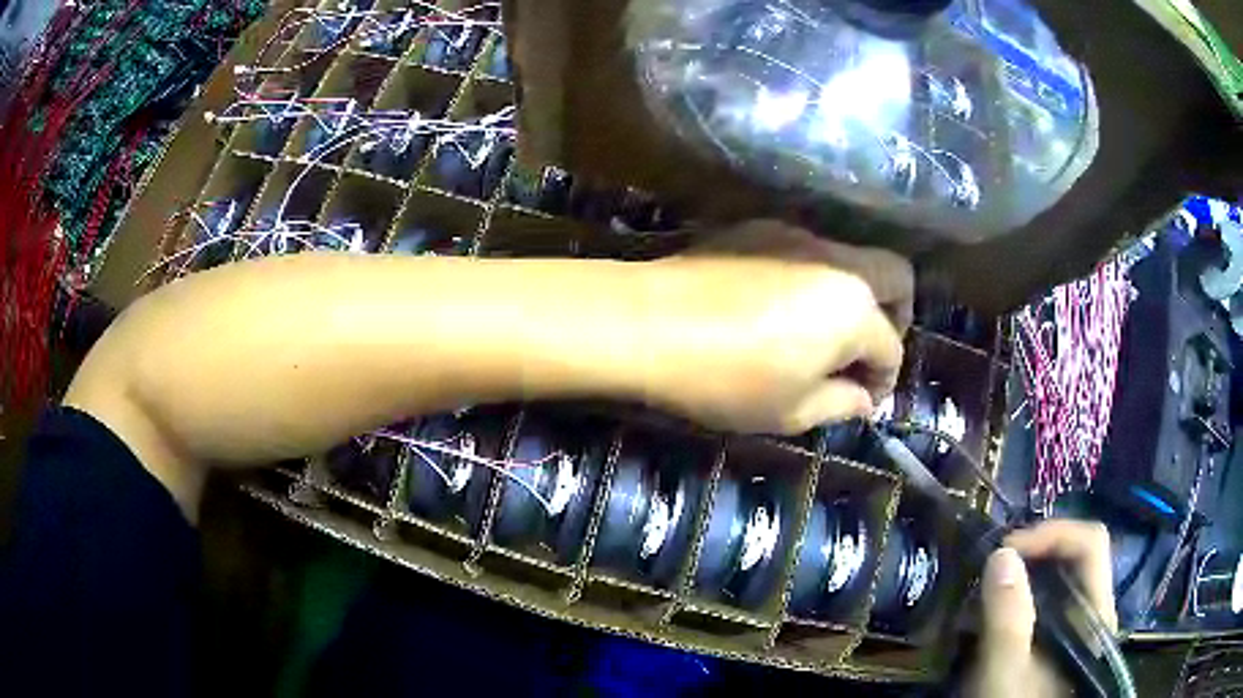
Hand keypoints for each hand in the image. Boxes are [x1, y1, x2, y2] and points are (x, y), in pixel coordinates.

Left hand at [643, 220, 912, 434]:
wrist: (646, 322)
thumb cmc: (726, 379)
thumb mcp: (791, 411)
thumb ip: (841, 404)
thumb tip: (863, 399)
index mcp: (855, 309)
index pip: (892, 346)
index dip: (885, 380)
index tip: (865, 399)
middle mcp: (837, 261)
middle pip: (896, 276)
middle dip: (897, 317)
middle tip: (867, 354)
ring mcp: (797, 236)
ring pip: (853, 259)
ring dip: (855, 296)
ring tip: (823, 335)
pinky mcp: (759, 229)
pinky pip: (809, 251)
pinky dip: (816, 279)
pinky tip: (782, 307)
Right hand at [970, 520, 1118, 697]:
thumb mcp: (1006, 671)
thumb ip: (1007, 618)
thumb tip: (1001, 554)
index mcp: (1095, 614)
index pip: (1091, 544)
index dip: (1052, 534)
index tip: (1006, 551)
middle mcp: (1093, 612)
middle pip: (1075, 557)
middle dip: (1032, 553)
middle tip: (991, 567)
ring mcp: (1076, 628)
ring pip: (1059, 579)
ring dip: (1022, 576)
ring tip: (985, 592)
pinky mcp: (1057, 643)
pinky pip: (1045, 602)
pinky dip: (1019, 598)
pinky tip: (991, 617)